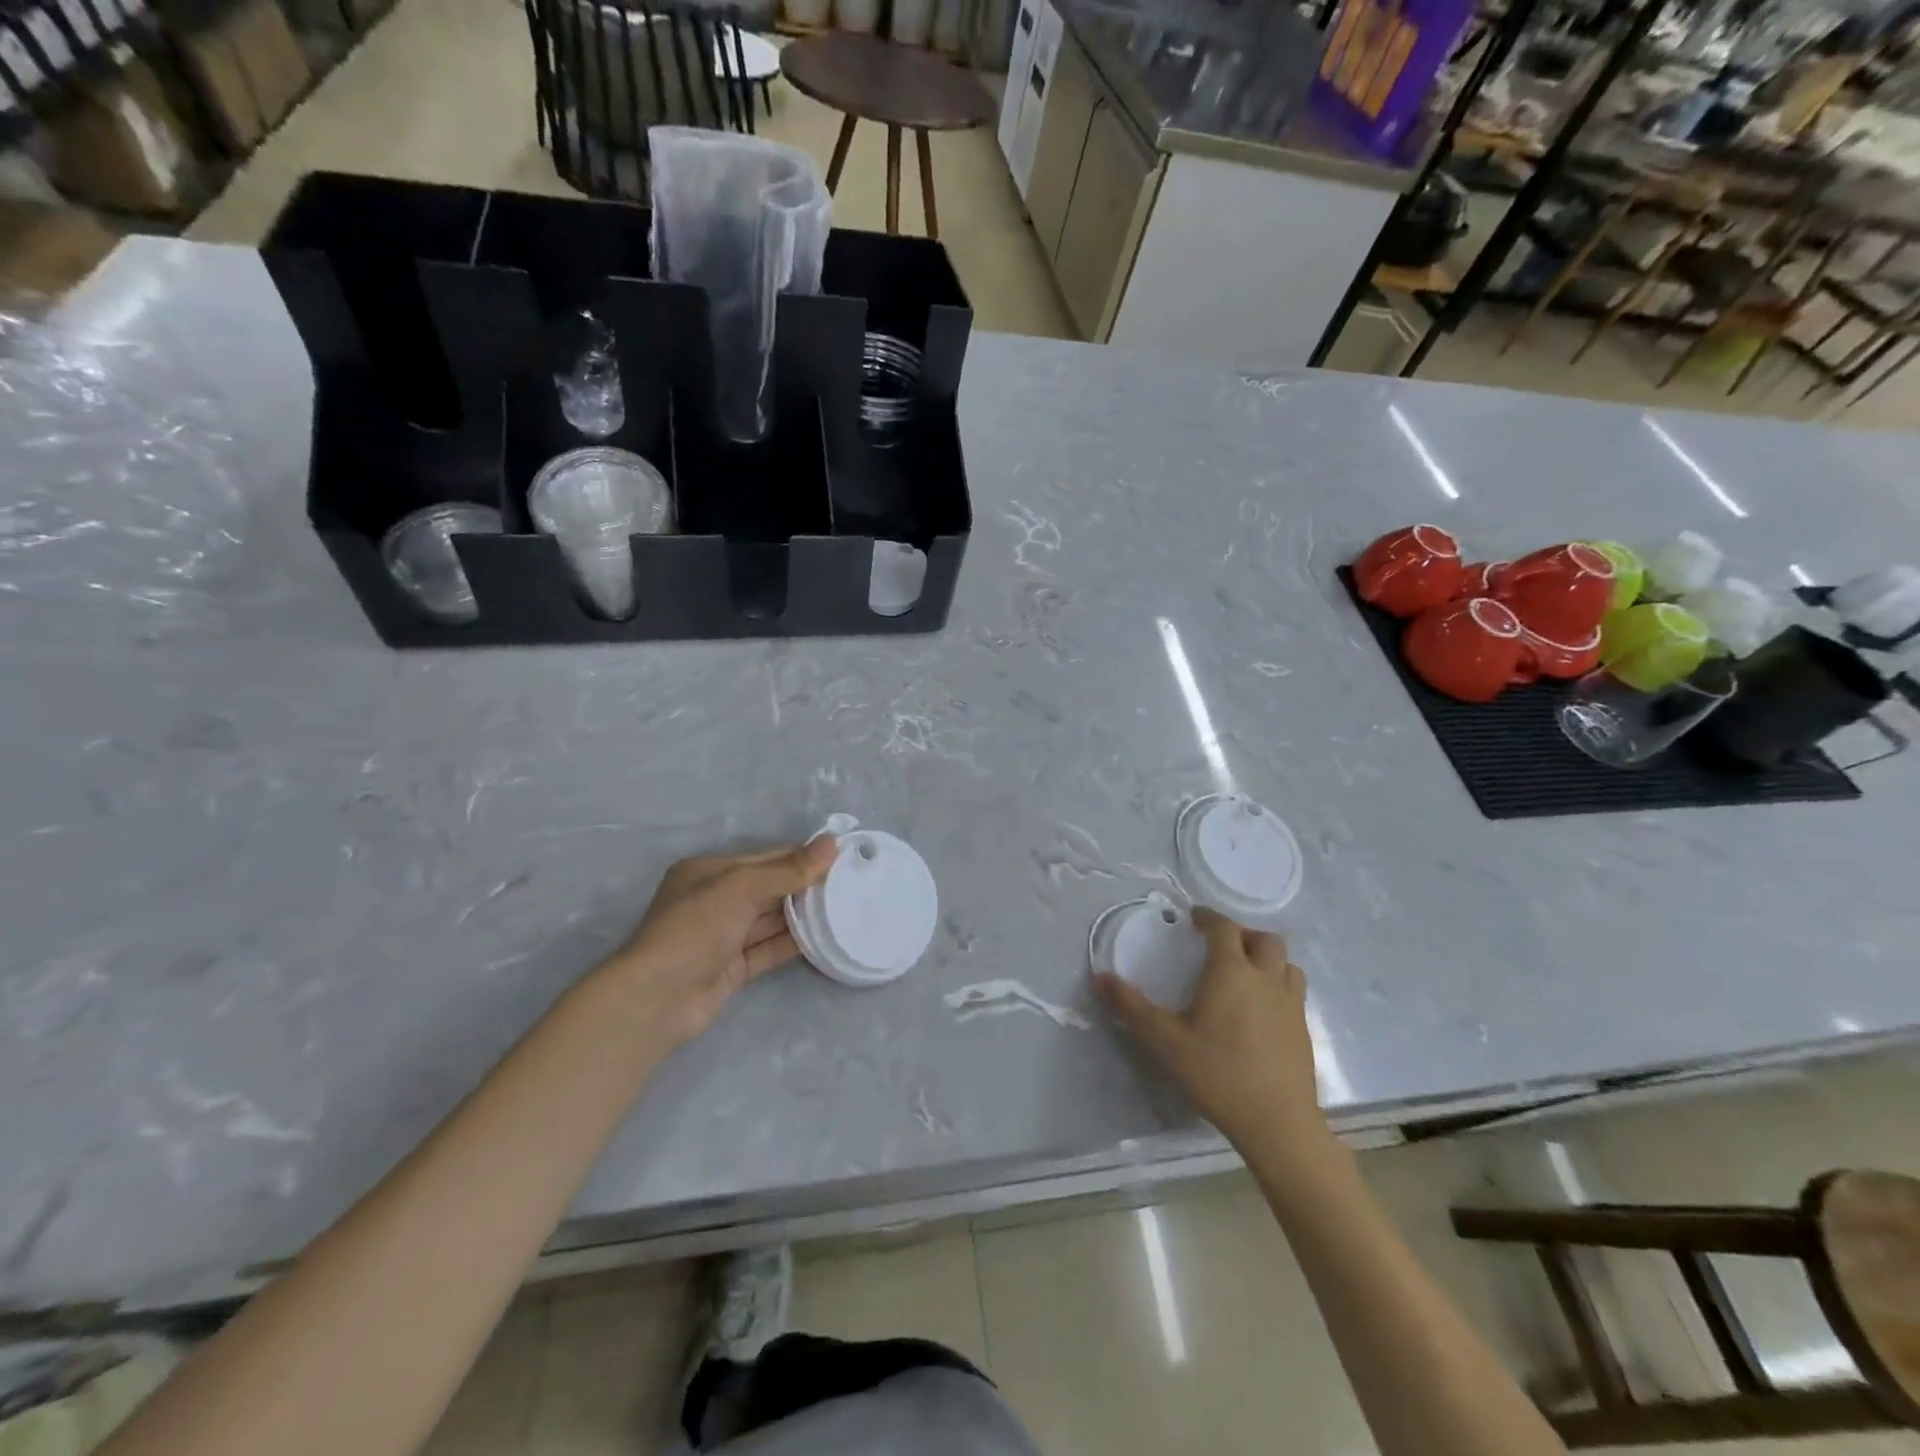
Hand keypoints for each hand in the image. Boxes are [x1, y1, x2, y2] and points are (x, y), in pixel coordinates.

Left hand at [602, 838, 836, 1050]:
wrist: (657, 998)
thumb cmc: (695, 928)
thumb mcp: (741, 887)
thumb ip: (788, 869)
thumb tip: (831, 843)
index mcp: (709, 872)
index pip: (765, 858)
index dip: (801, 856)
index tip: (841, 856)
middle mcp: (715, 901)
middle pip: (770, 888)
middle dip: (805, 885)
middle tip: (850, 883)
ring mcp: (723, 937)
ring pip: (771, 920)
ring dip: (803, 915)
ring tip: (845, 907)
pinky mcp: (732, 968)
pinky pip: (769, 949)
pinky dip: (794, 943)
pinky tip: (825, 937)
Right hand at [1094, 908, 1327, 1160]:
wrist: (1278, 1123)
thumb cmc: (1218, 1074)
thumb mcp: (1165, 1041)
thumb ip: (1131, 1007)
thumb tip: (1099, 978)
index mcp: (1231, 972)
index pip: (1224, 928)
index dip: (1209, 917)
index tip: (1194, 917)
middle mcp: (1266, 979)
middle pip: (1264, 939)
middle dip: (1242, 934)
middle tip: (1220, 945)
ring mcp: (1291, 1004)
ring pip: (1286, 963)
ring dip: (1267, 958)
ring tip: (1247, 972)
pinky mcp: (1304, 1030)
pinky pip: (1294, 991)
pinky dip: (1278, 985)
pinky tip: (1262, 1009)